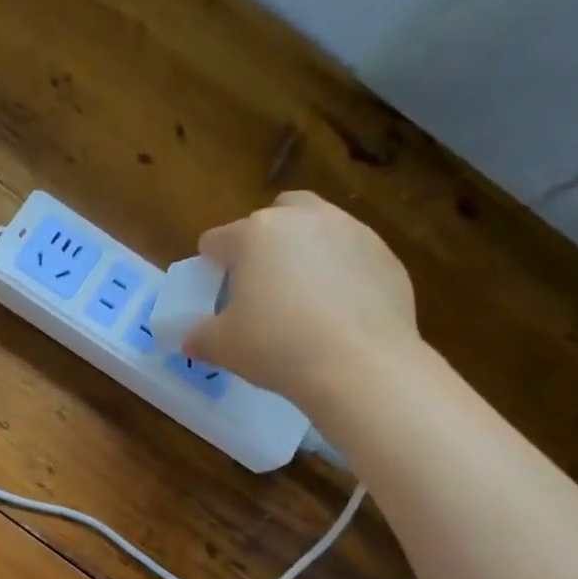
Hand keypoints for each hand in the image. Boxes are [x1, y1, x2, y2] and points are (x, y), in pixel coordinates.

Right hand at [185, 190, 420, 412]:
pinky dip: (343, 274)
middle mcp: (304, 219)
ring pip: (320, 228)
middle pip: (276, 214)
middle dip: (265, 239)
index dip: (210, 263)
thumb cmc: (278, 347)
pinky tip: (340, 311)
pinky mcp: (386, 256)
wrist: (360, 364)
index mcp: (255, 234)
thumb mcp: (224, 347)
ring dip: (307, 251)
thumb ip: (201, 337)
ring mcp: (351, 232)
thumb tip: (192, 339)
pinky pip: (353, 256)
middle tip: (262, 279)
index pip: (218, 239)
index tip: (214, 288)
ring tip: (305, 295)